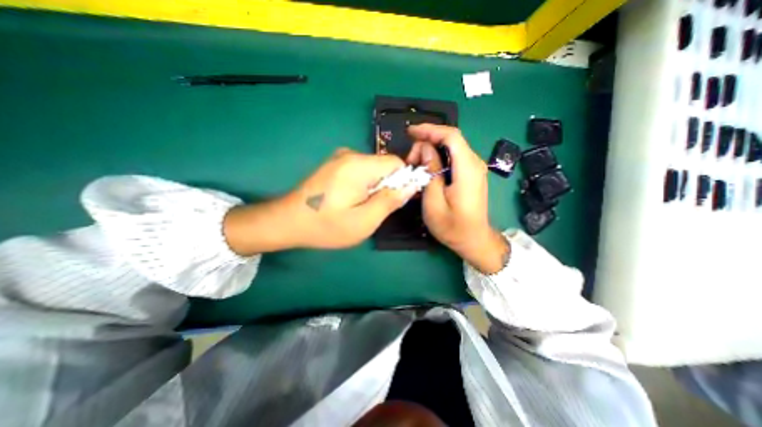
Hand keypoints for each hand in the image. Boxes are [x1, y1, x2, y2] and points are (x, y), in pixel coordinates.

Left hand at [224, 148, 414, 252]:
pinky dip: (363, 184)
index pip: (396, 163)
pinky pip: (360, 171)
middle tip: (373, 208)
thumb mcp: (364, 221)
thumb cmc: (327, 225)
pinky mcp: (334, 164)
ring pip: (373, 169)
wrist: (288, 221)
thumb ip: (390, 201)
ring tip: (359, 206)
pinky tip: (349, 200)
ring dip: (374, 187)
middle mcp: (351, 155)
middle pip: (384, 166)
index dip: (402, 181)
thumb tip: (411, 185)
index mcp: (359, 166)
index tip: (394, 201)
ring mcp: (340, 158)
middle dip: (386, 186)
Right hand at [407, 124, 507, 270]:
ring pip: (450, 148)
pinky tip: (426, 170)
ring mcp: (474, 168)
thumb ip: (431, 173)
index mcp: (467, 169)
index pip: (451, 135)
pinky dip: (437, 159)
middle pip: (450, 140)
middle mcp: (474, 163)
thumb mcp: (434, 202)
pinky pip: (453, 158)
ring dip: (430, 152)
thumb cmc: (452, 227)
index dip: (430, 129)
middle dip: (426, 144)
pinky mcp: (471, 174)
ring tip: (415, 167)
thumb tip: (426, 149)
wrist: (474, 240)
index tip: (410, 132)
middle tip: (410, 162)